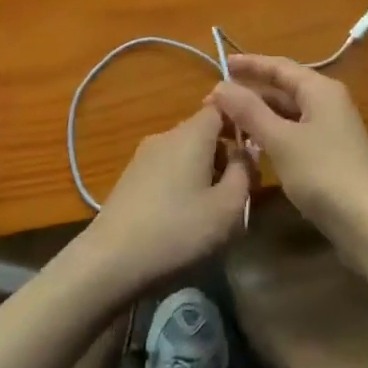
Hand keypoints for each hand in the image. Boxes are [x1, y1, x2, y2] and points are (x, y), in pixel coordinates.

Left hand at [75, 106, 250, 293]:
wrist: (110, 261)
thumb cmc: (178, 230)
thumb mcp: (227, 207)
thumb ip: (245, 173)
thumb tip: (247, 151)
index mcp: (192, 133)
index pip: (222, 107)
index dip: (242, 121)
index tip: (256, 148)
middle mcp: (166, 135)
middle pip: (204, 131)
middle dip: (226, 154)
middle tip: (240, 188)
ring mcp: (144, 156)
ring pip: (186, 152)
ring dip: (205, 172)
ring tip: (214, 209)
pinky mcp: (131, 178)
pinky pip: (168, 169)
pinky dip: (183, 183)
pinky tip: (184, 217)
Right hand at [213, 56, 367, 235]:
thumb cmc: (324, 173)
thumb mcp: (281, 140)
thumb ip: (250, 111)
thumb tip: (220, 86)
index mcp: (320, 89)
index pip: (279, 67)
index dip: (250, 64)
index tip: (222, 63)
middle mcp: (328, 103)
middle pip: (284, 89)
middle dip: (251, 93)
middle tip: (215, 102)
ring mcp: (331, 130)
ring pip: (288, 114)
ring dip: (260, 116)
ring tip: (228, 123)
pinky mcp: (330, 155)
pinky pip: (294, 134)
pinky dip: (272, 135)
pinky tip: (253, 147)